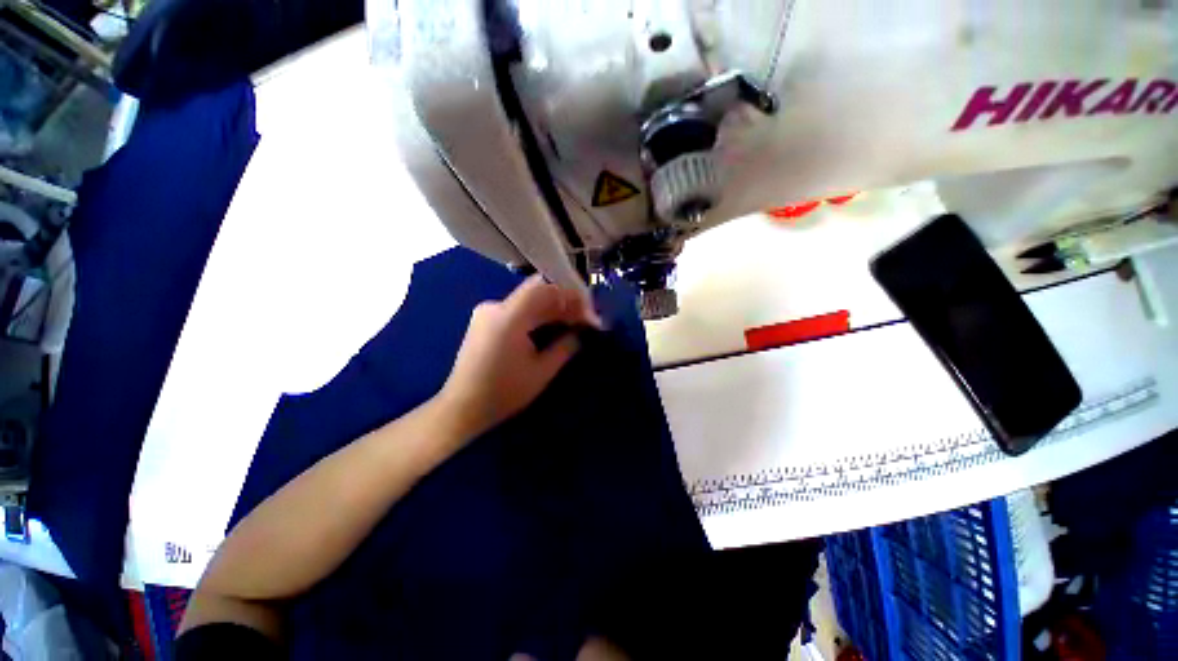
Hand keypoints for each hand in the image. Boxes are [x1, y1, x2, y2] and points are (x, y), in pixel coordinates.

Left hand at [438, 275, 603, 439]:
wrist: (462, 407)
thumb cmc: (504, 392)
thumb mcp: (541, 372)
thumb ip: (565, 347)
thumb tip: (581, 332)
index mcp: (509, 317)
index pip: (545, 289)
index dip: (570, 296)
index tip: (588, 311)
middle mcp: (496, 307)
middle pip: (536, 293)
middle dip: (563, 303)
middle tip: (583, 319)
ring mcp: (487, 313)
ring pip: (527, 301)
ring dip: (550, 309)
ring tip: (571, 324)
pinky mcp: (484, 321)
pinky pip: (516, 310)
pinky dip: (535, 316)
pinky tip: (549, 328)